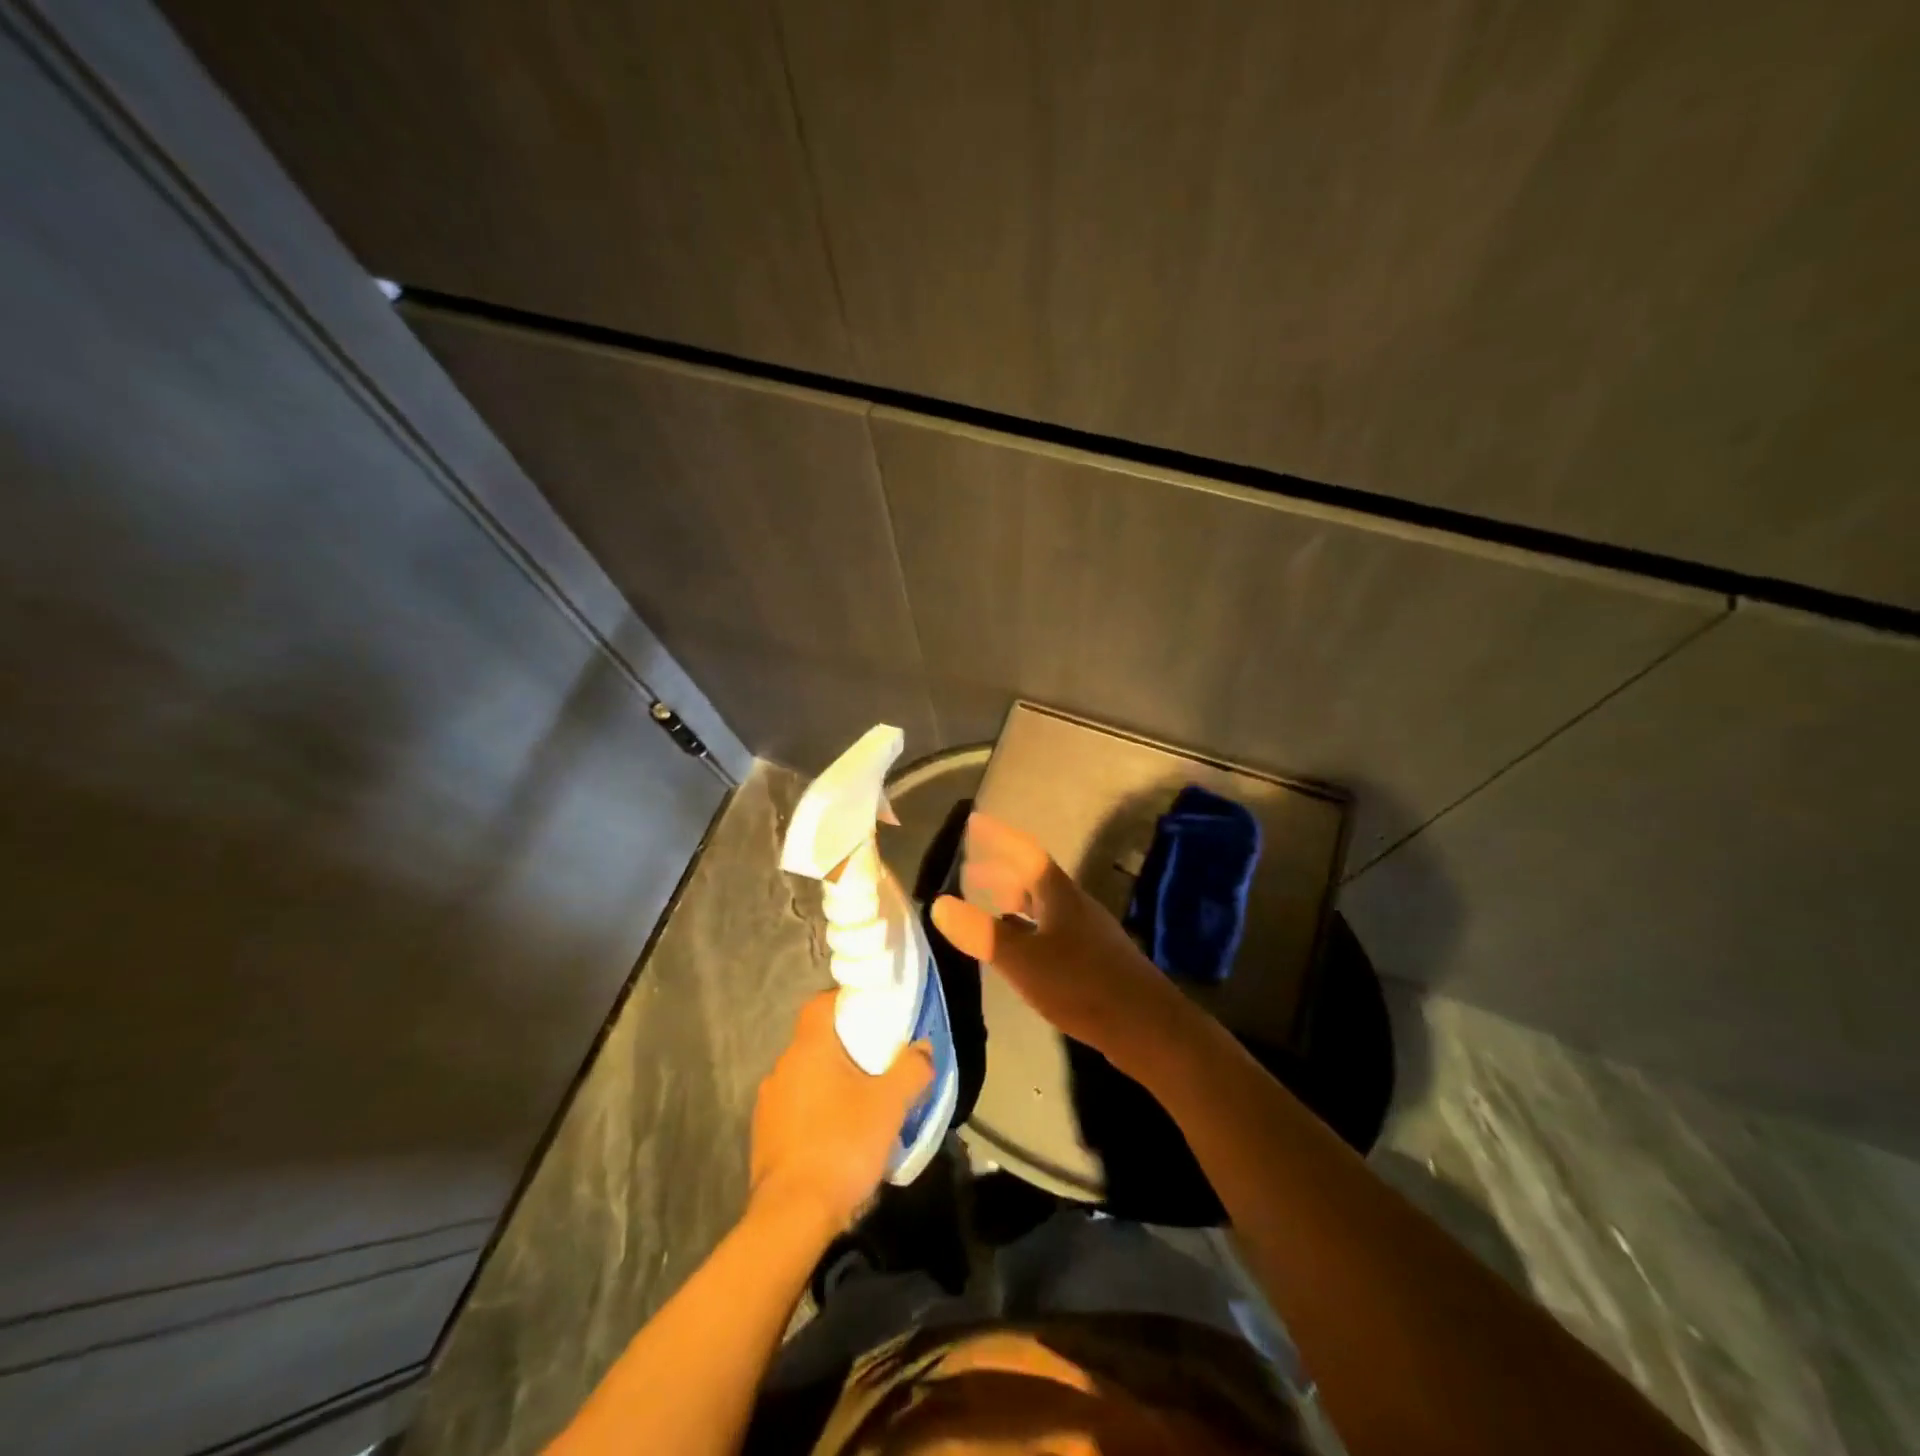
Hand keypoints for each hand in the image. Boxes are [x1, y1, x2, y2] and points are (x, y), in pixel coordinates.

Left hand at [749, 993, 933, 1234]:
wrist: (792, 1216)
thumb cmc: (842, 1145)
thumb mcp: (889, 1105)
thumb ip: (911, 1069)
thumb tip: (923, 1048)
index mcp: (808, 1048)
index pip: (821, 1004)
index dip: (845, 1001)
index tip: (871, 1013)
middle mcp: (782, 1067)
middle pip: (816, 1041)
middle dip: (845, 1047)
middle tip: (877, 1061)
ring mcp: (768, 1103)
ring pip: (805, 1077)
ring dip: (830, 1083)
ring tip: (861, 1102)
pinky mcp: (764, 1137)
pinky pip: (795, 1109)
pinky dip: (816, 1112)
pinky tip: (837, 1136)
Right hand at [931, 812, 1192, 1076]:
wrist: (1146, 1026)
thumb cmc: (1081, 985)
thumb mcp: (1024, 960)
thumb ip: (982, 933)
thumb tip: (938, 904)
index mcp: (1058, 895)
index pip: (1024, 852)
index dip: (998, 836)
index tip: (974, 821)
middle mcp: (1074, 905)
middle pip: (1033, 877)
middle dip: (1000, 870)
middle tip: (969, 869)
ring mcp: (1086, 932)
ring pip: (1043, 904)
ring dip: (1014, 898)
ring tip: (988, 904)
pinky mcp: (1093, 958)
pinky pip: (1051, 927)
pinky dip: (1027, 926)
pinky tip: (1020, 947)